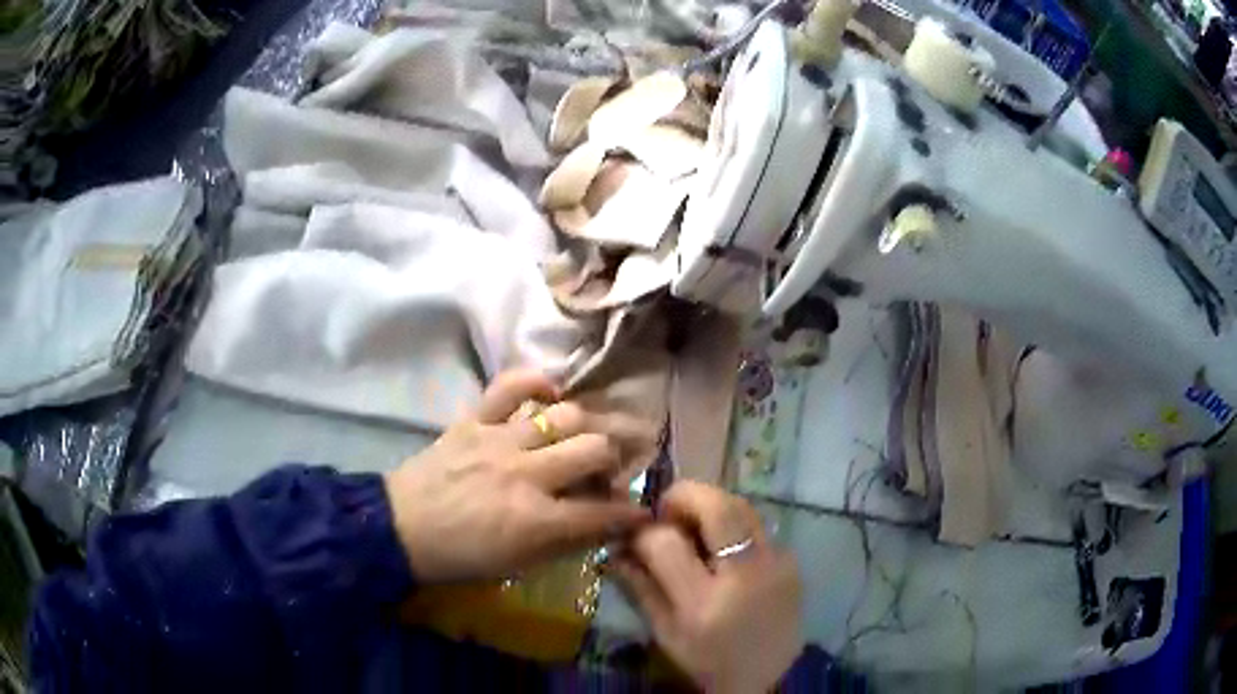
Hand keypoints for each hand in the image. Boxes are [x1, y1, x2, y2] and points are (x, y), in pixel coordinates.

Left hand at [384, 370, 654, 582]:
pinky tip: (551, 393)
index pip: (605, 512)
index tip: (642, 511)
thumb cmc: (461, 557)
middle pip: (596, 450)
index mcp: (537, 520)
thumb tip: (609, 525)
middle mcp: (526, 474)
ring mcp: (500, 441)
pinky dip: (535, 382)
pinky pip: (510, 386)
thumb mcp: (519, 565)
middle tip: (618, 467)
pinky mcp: (474, 421)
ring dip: (591, 424)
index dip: (633, 513)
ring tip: (593, 433)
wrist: (400, 529)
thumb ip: (569, 542)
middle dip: (620, 459)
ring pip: (567, 416)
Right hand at [612, 481, 802, 693]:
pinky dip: (735, 527)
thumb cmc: (705, 661)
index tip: (636, 533)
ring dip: (712, 505)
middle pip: (718, 508)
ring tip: (695, 523)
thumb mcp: (664, 633)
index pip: (667, 544)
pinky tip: (725, 549)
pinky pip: (759, 529)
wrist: (763, 678)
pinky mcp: (793, 564)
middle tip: (668, 508)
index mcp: (703, 603)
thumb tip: (616, 547)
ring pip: (743, 508)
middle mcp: (745, 577)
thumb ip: (640, 587)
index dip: (644, 531)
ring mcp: (777, 566)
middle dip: (685, 495)